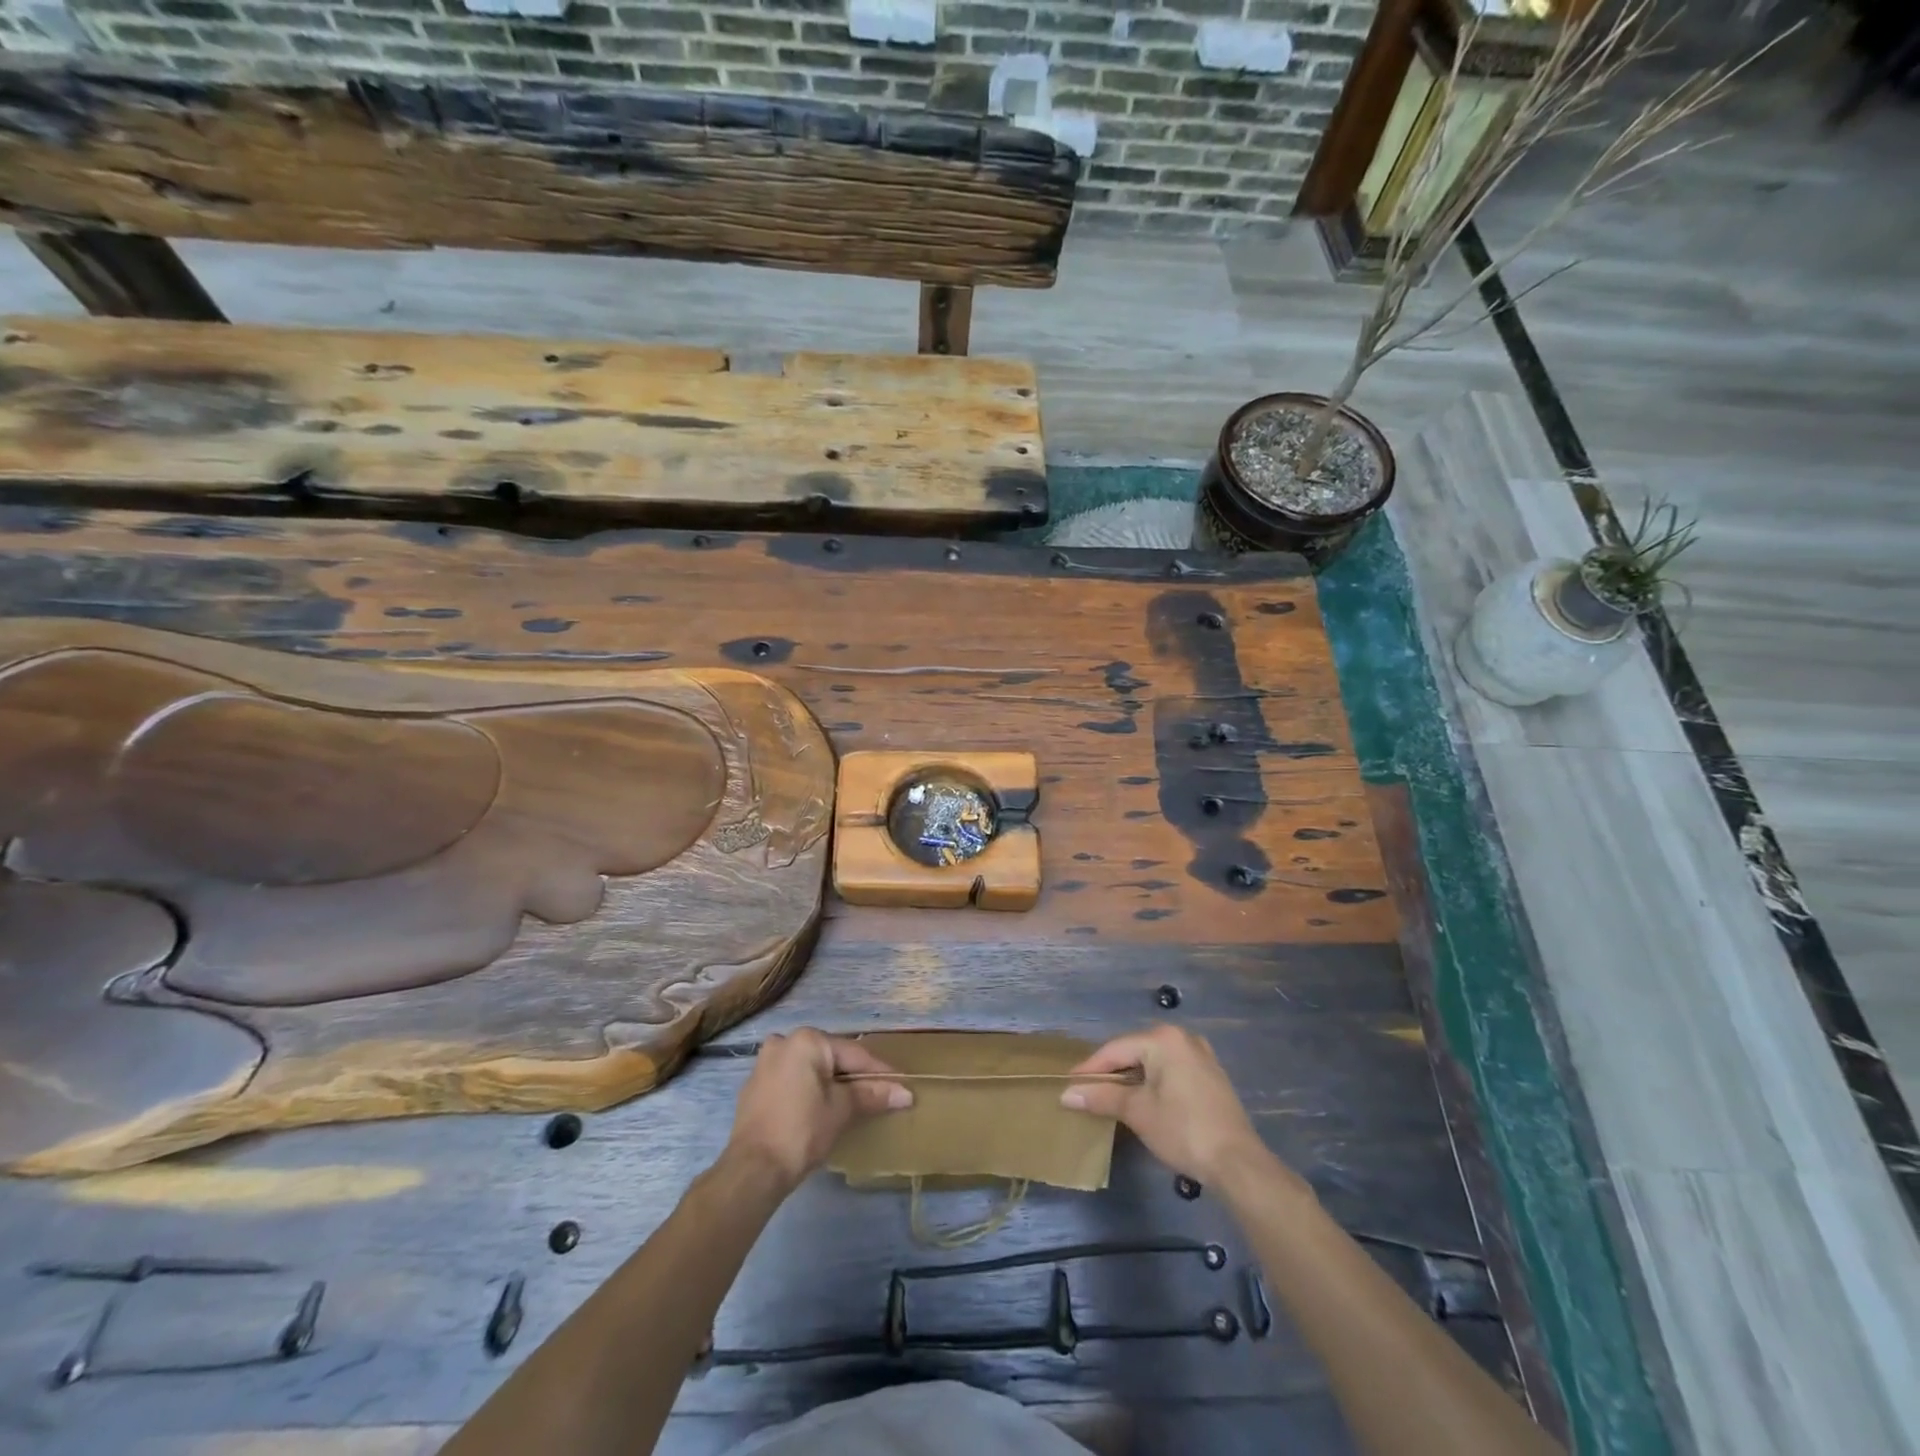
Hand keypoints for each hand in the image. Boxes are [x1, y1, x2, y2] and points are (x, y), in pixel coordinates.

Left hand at [725, 1029, 911, 1192]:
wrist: (753, 1170)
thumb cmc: (802, 1131)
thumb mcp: (842, 1110)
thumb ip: (872, 1095)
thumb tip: (905, 1093)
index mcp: (807, 1040)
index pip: (853, 1054)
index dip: (879, 1071)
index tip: (901, 1085)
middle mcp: (784, 1042)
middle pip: (831, 1057)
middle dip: (854, 1076)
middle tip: (879, 1093)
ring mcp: (765, 1063)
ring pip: (810, 1068)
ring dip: (831, 1083)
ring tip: (853, 1102)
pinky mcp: (755, 1086)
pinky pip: (792, 1080)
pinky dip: (809, 1090)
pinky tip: (821, 1108)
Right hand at [1061, 1024, 1268, 1187]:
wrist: (1238, 1163)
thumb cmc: (1182, 1130)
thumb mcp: (1137, 1112)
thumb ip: (1102, 1097)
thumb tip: (1066, 1094)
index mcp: (1163, 1039)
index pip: (1115, 1049)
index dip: (1091, 1068)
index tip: (1069, 1084)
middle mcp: (1182, 1038)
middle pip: (1135, 1051)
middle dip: (1112, 1072)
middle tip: (1088, 1091)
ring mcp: (1200, 1055)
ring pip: (1154, 1061)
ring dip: (1132, 1078)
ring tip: (1111, 1097)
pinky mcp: (1211, 1075)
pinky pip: (1171, 1070)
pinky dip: (1154, 1082)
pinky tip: (1144, 1100)